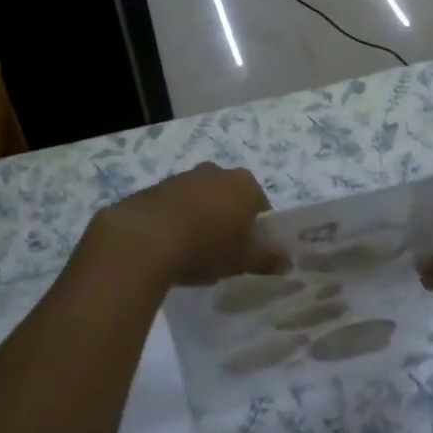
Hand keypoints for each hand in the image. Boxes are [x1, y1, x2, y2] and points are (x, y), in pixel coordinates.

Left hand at [89, 163, 280, 286]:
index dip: (258, 230)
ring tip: (194, 253)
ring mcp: (185, 177)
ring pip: (203, 200)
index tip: (249, 252)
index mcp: (244, 184)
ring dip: (202, 219)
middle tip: (223, 252)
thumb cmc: (206, 246)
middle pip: (231, 199)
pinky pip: (177, 205)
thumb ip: (267, 258)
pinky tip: (171, 246)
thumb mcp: (242, 259)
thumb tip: (288, 261)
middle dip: (229, 221)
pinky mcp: (157, 187)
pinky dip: (178, 220)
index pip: (261, 206)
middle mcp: (217, 172)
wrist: (145, 238)